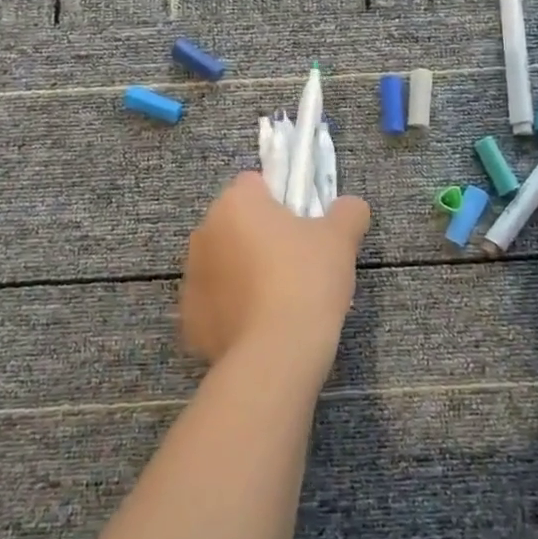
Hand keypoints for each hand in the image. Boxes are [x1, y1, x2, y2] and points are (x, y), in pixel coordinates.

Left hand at [180, 171, 371, 370]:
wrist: (275, 354)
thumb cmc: (306, 280)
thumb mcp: (341, 238)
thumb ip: (347, 212)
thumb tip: (349, 206)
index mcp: (235, 203)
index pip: (255, 183)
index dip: (281, 199)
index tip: (303, 225)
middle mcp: (204, 232)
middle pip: (236, 223)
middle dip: (261, 236)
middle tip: (297, 262)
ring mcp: (191, 276)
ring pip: (224, 262)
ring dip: (244, 272)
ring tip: (281, 299)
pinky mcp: (188, 318)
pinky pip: (216, 301)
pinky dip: (234, 308)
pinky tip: (262, 326)